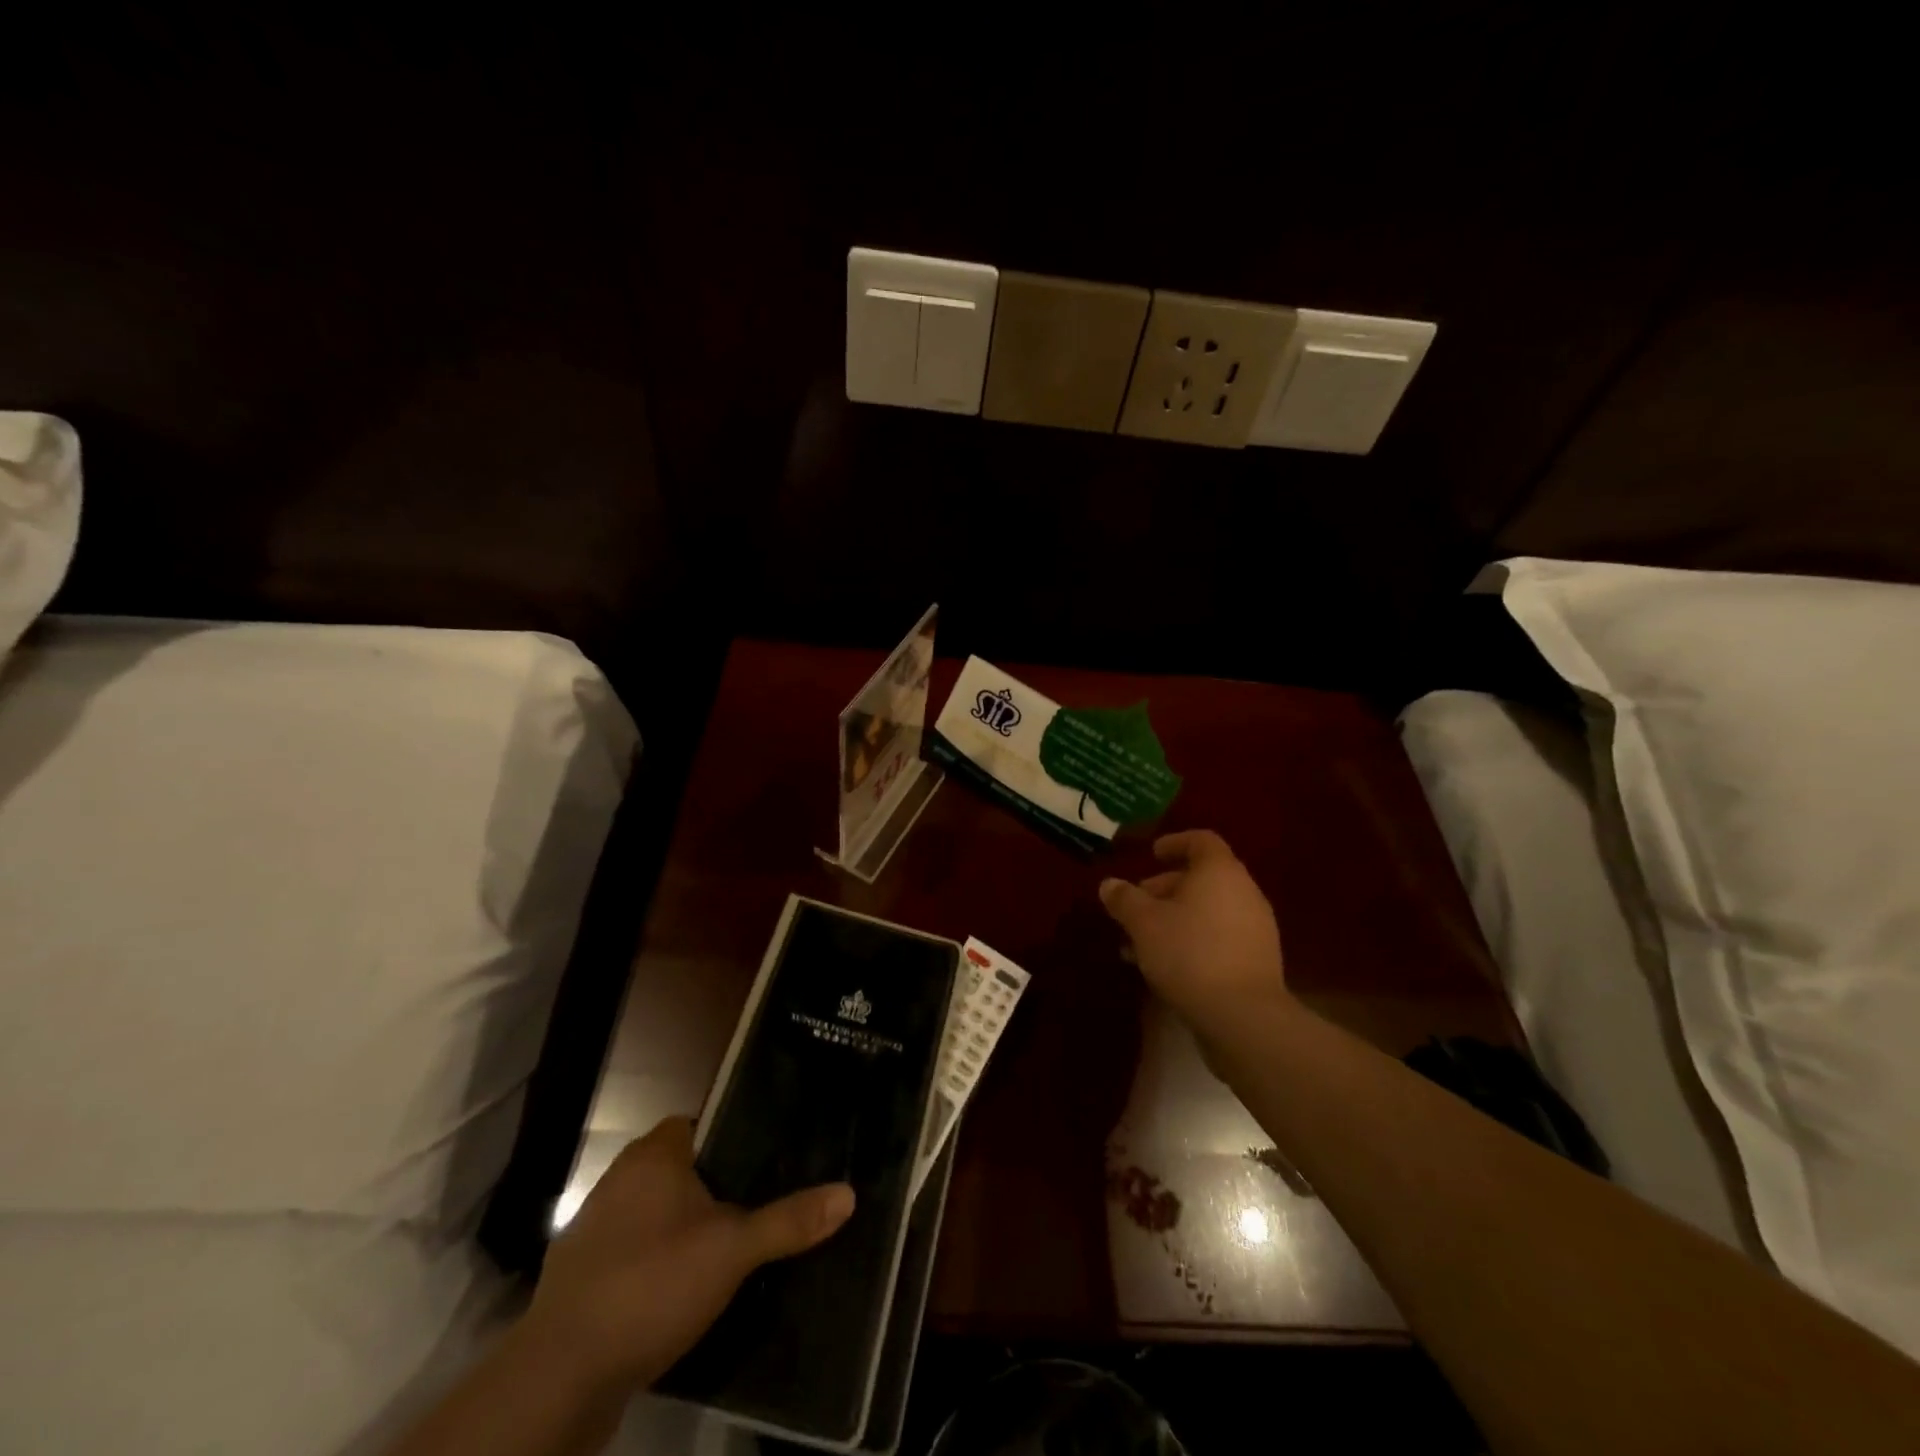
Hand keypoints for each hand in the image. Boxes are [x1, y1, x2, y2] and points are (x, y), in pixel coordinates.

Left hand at [524, 1117, 854, 1392]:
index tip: (765, 1158)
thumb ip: (788, 1221)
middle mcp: (618, 1180)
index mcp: (653, 1155)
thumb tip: (848, 1194)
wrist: (559, 1377)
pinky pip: (631, 1254)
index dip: (730, 1136)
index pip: (697, 1124)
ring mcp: (592, 1230)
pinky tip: (680, 1292)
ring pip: (653, 1214)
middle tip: (756, 1204)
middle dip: (712, 1187)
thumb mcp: (733, 1251)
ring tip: (727, 1249)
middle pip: (677, 1169)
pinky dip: (654, 1265)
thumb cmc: (651, 1284)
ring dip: (682, 1228)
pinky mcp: (579, 1279)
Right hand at [1098, 829, 1291, 1033]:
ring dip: (1174, 919)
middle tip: (1134, 906)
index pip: (1201, 841)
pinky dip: (1192, 940)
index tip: (1151, 854)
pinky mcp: (1257, 960)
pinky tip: (1164, 965)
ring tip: (1140, 942)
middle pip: (1202, 878)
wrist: (1243, 1016)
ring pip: (1208, 911)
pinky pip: (1219, 937)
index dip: (1175, 843)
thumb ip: (1124, 899)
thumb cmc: (1189, 953)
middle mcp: (1244, 892)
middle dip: (1164, 889)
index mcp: (1219, 872)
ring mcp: (1255, 928)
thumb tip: (1109, 885)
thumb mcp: (1144, 923)